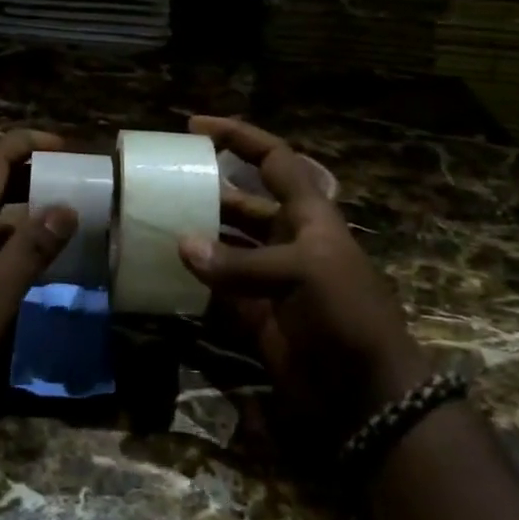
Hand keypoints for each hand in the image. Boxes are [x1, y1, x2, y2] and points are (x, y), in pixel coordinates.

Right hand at [179, 116, 434, 448]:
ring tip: (151, 223)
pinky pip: (214, 287)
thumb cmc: (347, 314)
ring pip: (222, 244)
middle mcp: (285, 238)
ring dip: (193, 235)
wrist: (366, 392)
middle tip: (160, 183)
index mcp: (307, 214)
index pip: (273, 159)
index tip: (195, 127)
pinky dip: (191, 280)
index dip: (239, 137)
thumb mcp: (302, 273)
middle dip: (205, 189)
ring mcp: (267, 276)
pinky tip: (161, 271)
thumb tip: (181, 245)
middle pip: (240, 201)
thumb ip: (238, 262)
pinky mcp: (252, 312)